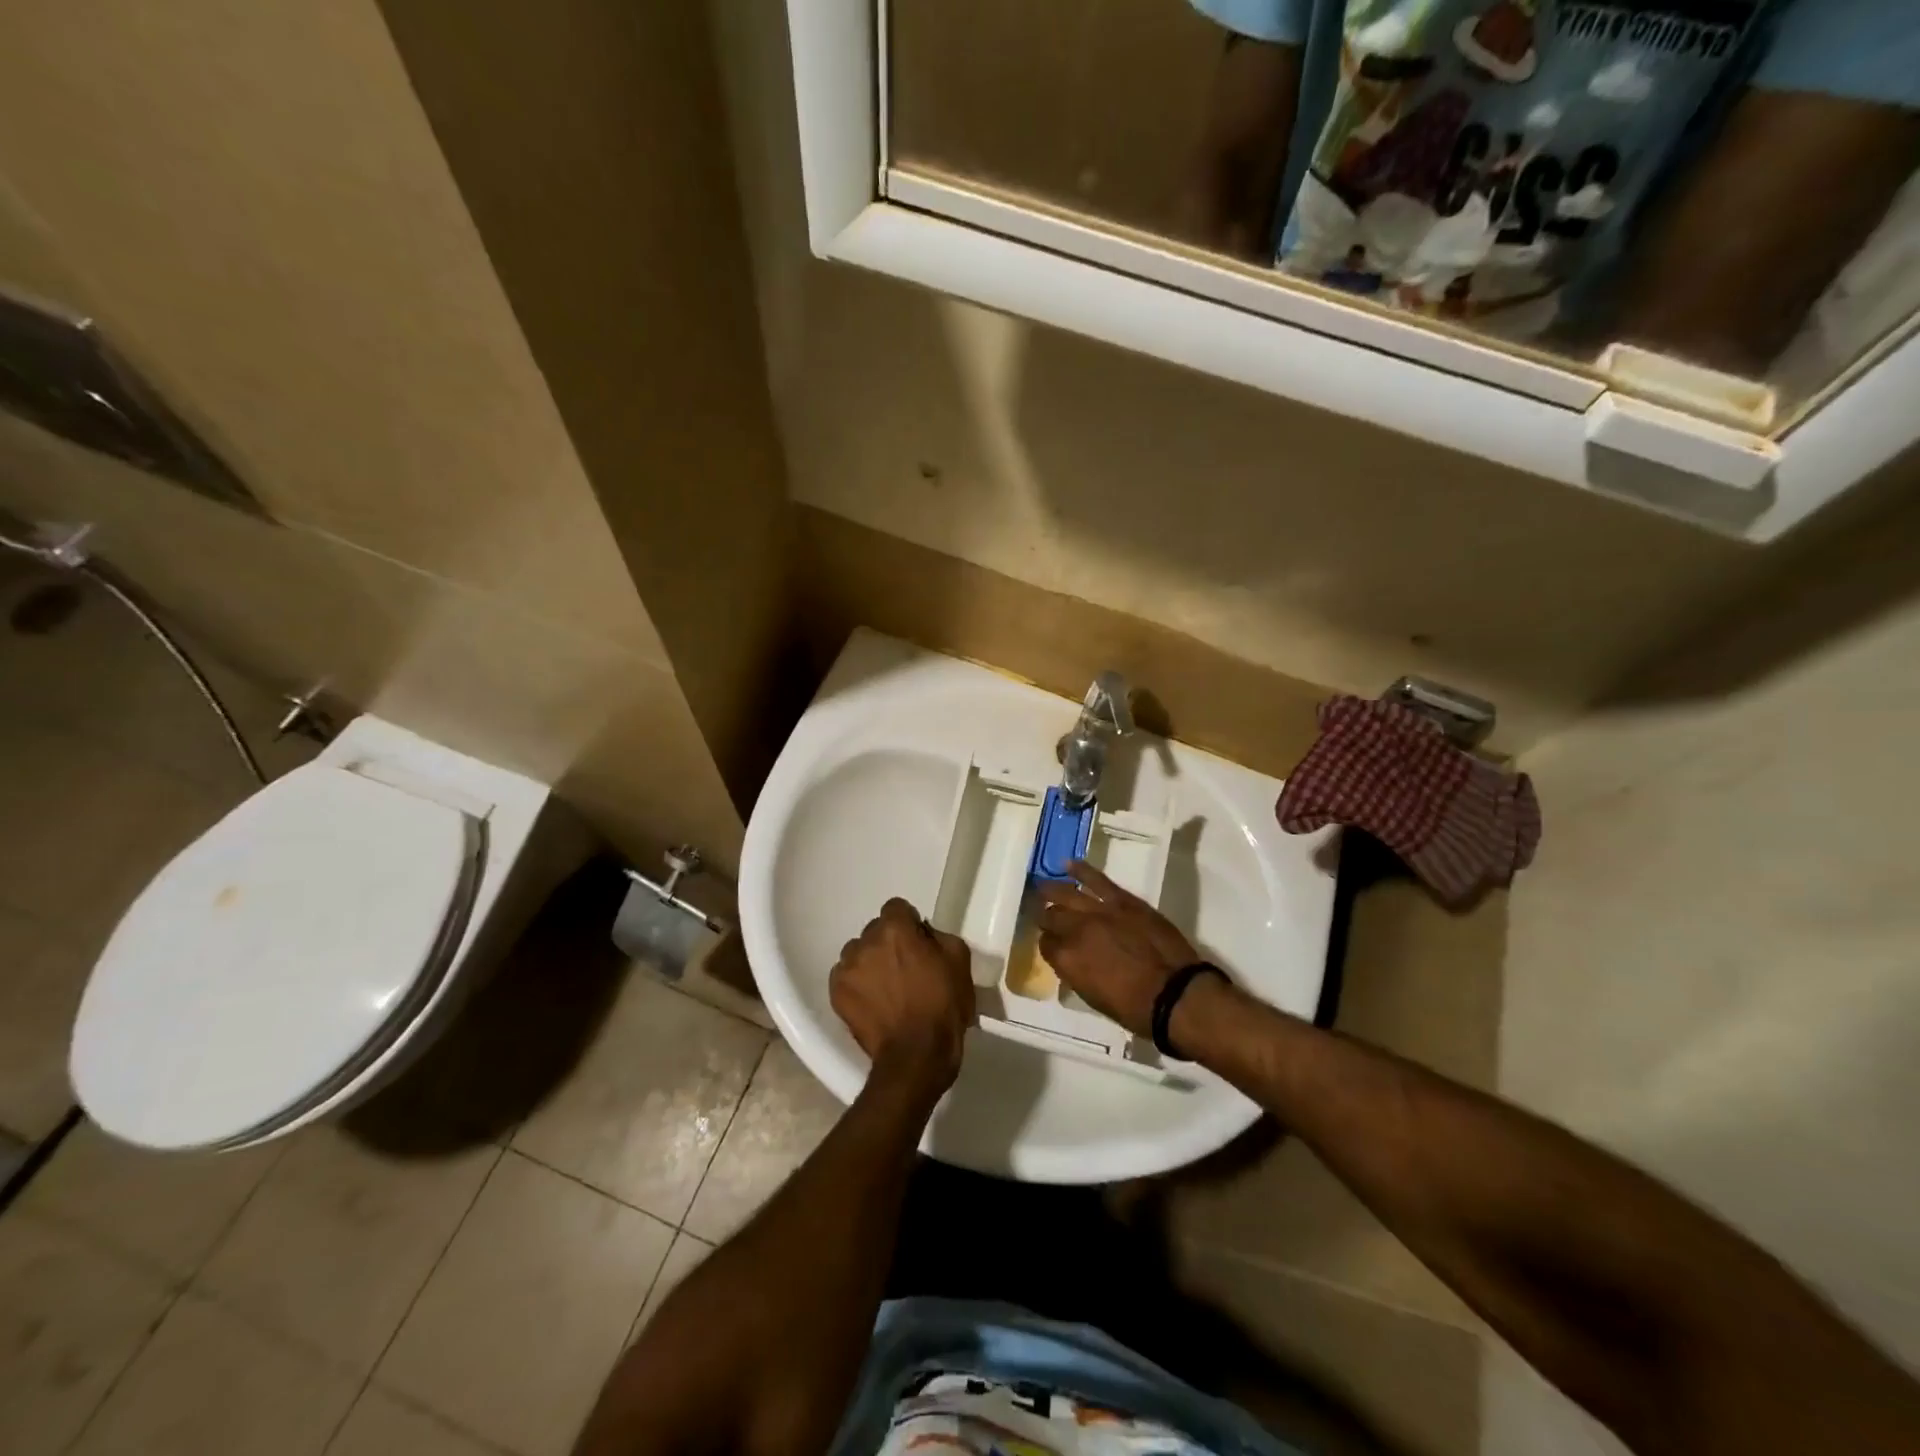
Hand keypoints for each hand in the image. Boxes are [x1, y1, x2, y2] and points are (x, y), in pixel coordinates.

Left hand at [830, 898, 974, 1095]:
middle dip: (888, 942)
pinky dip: (857, 983)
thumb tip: (923, 933)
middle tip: (904, 968)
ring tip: (885, 987)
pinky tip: (872, 1001)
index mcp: (896, 929)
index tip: (918, 942)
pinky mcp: (836, 992)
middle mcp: (866, 941)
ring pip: (857, 952)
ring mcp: (847, 967)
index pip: (896, 907)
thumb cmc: (943, 1006)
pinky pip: (845, 976)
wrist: (916, 1055)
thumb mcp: (959, 960)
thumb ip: (938, 936)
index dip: (908, 923)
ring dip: (870, 962)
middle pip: (875, 930)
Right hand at [1035, 861, 1201, 1036]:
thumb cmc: (1134, 1008)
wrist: (1175, 994)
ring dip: (1052, 891)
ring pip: (1067, 894)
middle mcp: (1075, 931)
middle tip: (1045, 917)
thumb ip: (1076, 972)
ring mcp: (1098, 911)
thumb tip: (1071, 959)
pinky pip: (1097, 880)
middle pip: (1051, 917)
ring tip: (1043, 887)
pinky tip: (1069, 864)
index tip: (1053, 945)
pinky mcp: (1122, 900)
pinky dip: (1082, 870)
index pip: (1046, 945)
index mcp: (1066, 960)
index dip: (1048, 944)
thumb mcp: (1093, 997)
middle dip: (1047, 918)